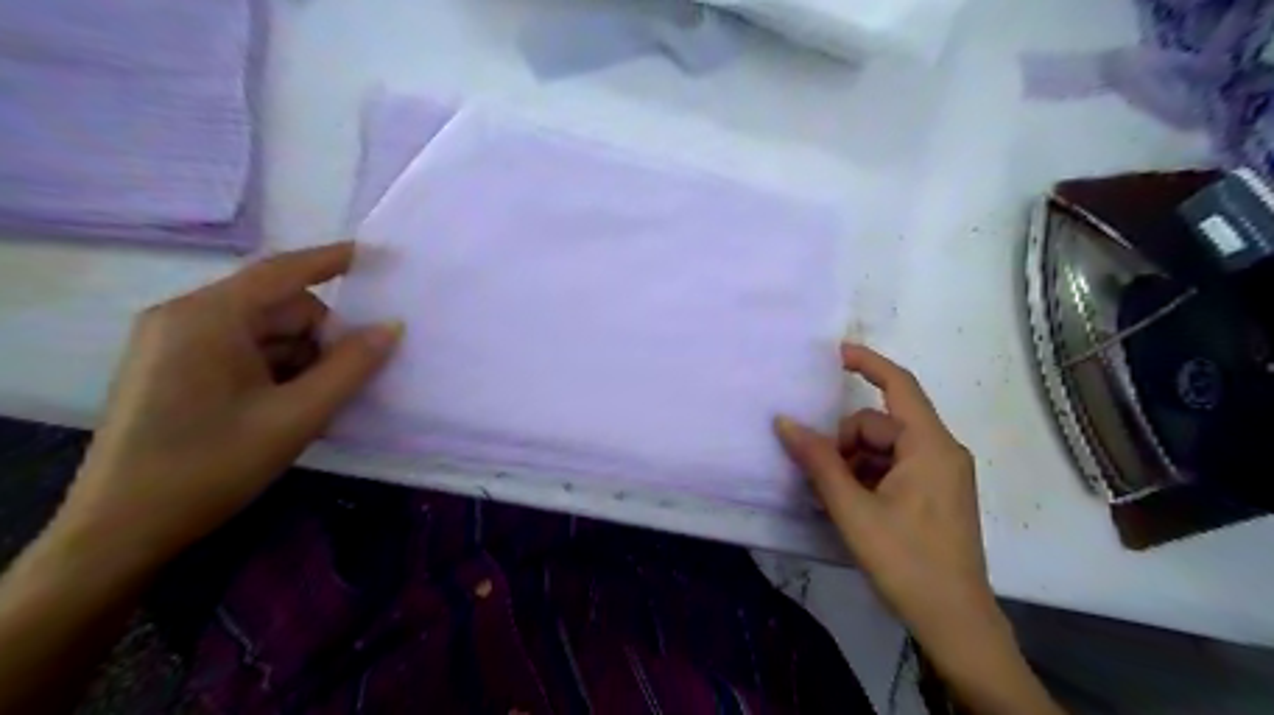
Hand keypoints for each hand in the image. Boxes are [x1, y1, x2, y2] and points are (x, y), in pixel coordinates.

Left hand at [54, 243, 399, 566]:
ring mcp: (174, 342)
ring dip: (301, 359)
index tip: (379, 255)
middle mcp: (186, 317)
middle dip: (321, 337)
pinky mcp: (173, 367)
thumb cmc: (212, 465)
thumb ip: (351, 367)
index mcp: (208, 317)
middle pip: (278, 307)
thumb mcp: (297, 416)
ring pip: (264, 332)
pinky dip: (277, 370)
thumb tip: (392, 327)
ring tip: (315, 405)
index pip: (283, 271)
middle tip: (348, 379)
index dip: (335, 259)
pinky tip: (290, 406)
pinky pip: (243, 350)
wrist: (122, 529)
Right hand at [787, 343, 1066, 712]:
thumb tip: (784, 422)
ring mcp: (942, 473)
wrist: (954, 621)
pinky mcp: (937, 493)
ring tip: (837, 500)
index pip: (899, 385)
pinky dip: (868, 476)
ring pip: (885, 448)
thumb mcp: (853, 509)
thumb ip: (818, 461)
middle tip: (824, 479)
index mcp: (930, 446)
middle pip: (881, 425)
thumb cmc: (905, 561)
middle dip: (846, 443)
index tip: (835, 353)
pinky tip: (853, 506)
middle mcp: (941, 451)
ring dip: (854, 463)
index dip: (868, 363)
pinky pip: (895, 467)